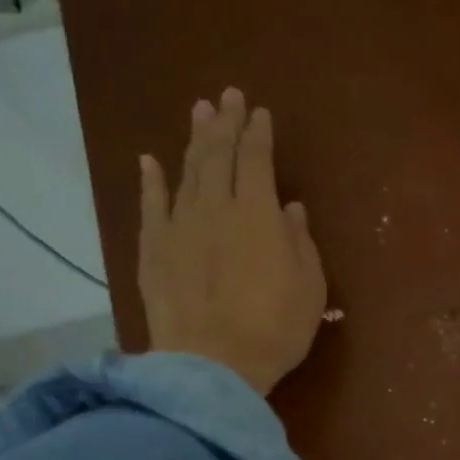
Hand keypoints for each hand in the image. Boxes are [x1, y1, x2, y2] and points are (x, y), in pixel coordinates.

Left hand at [138, 88, 326, 394]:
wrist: (213, 363)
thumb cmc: (275, 327)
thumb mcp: (309, 287)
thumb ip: (300, 241)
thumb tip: (290, 208)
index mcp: (259, 214)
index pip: (258, 161)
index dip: (259, 134)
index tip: (260, 112)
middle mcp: (216, 208)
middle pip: (219, 156)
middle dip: (225, 123)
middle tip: (227, 96)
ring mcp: (180, 226)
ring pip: (187, 172)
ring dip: (194, 140)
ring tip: (199, 112)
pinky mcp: (153, 250)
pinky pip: (151, 206)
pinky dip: (151, 181)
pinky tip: (150, 161)